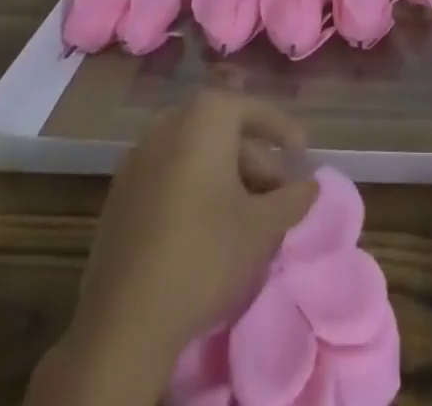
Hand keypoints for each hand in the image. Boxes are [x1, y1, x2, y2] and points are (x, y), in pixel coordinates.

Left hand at [39, 92, 316, 403]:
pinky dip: (196, 189)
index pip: (255, 110)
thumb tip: (311, 184)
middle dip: (256, 161)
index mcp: (206, 116)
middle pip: (224, 133)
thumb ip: (294, 198)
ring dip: (227, 177)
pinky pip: (170, 175)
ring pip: (196, 155)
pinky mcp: (120, 193)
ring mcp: (139, 157)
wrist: (124, 322)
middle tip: (279, 194)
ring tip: (249, 214)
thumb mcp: (263, 226)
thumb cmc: (205, 254)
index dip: (283, 130)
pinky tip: (210, 226)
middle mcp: (170, 123)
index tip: (303, 153)